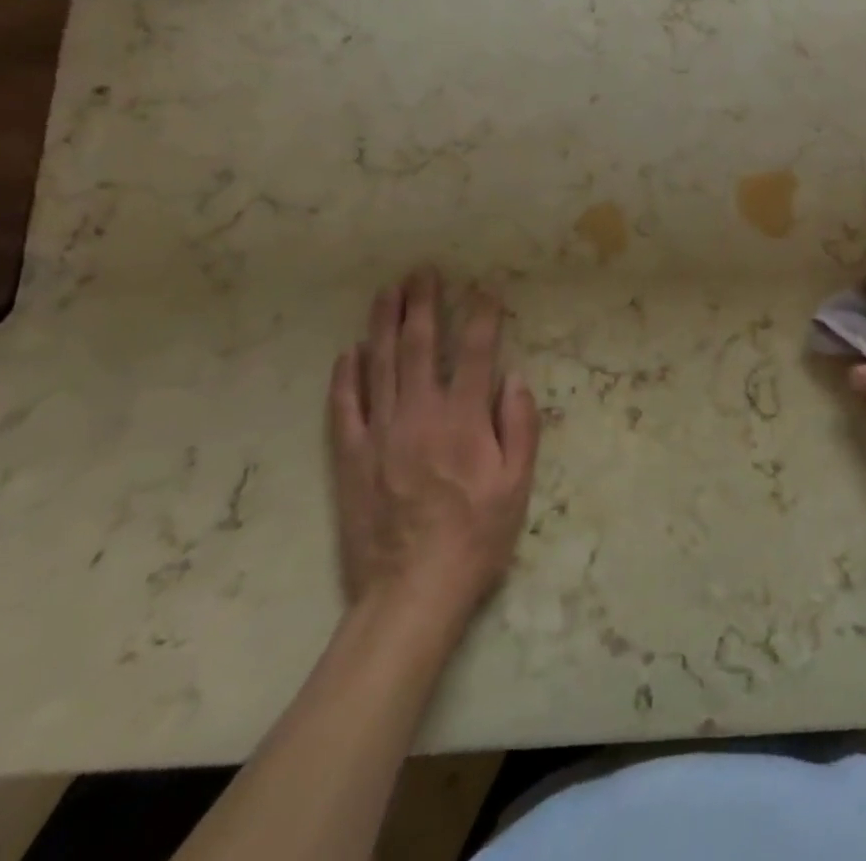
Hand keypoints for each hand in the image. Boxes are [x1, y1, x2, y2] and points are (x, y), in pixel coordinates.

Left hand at [328, 269, 540, 625]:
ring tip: (387, 292)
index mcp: (463, 420)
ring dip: (383, 324)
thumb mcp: (517, 485)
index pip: (475, 352)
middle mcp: (419, 414)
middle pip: (419, 346)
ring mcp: (379, 433)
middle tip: (423, 272)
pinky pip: (344, 407)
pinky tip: (348, 352)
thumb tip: (515, 378)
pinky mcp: (351, 457)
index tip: (485, 289)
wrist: (410, 592)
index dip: (481, 315)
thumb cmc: (475, 537)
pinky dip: (346, 376)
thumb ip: (521, 426)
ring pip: (380, 365)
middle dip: (423, 304)